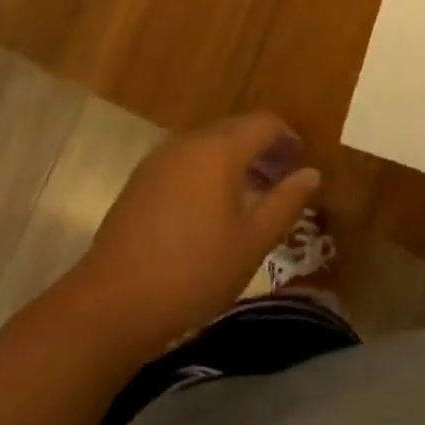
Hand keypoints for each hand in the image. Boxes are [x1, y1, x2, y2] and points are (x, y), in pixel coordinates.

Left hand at [75, 112, 320, 351]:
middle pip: (236, 128)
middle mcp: (191, 141)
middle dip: (263, 148)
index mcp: (221, 148)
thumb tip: (312, 173)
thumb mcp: (252, 242)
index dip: (288, 138)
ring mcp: (161, 158)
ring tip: (250, 197)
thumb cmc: (194, 271)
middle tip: (281, 181)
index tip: (300, 163)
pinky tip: (210, 209)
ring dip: (235, 160)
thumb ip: (286, 202)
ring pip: (209, 144)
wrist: (113, 302)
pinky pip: (186, 160)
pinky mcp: (142, 179)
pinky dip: (207, 171)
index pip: (265, 122)